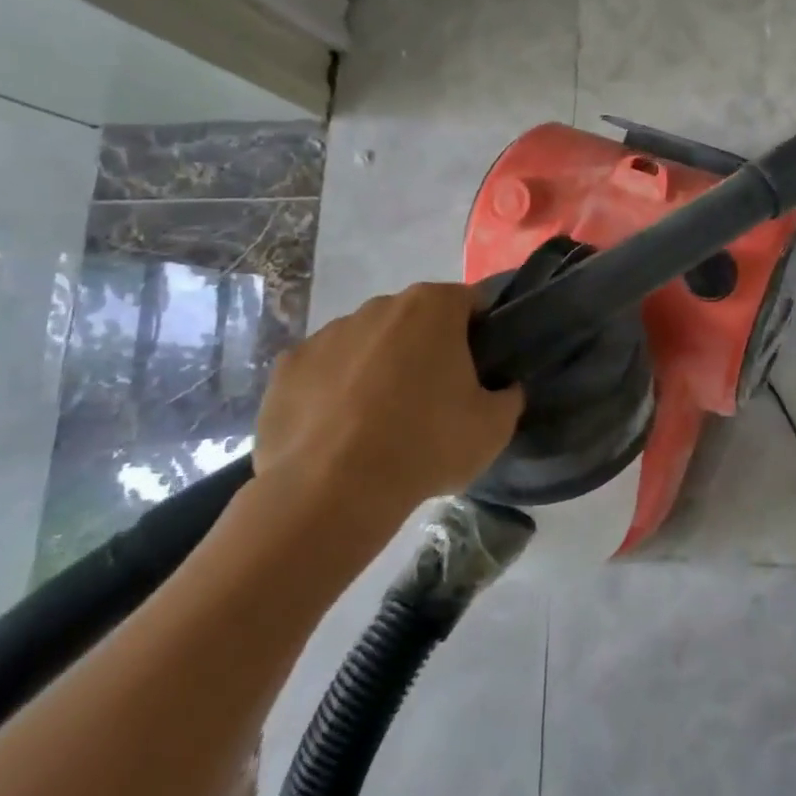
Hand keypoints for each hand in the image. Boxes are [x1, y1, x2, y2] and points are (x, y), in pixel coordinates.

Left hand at [254, 283, 523, 524]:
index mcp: (433, 307)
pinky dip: (335, 391)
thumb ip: (508, 395)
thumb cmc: (426, 445)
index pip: (470, 303)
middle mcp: (379, 306)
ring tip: (382, 423)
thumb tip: (503, 388)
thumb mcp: (495, 427)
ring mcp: (327, 334)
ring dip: (379, 368)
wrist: (331, 492)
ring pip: (368, 343)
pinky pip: (324, 371)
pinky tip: (340, 432)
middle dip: (427, 349)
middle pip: (416, 320)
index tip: (482, 370)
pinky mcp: (286, 368)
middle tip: (436, 399)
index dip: (481, 333)